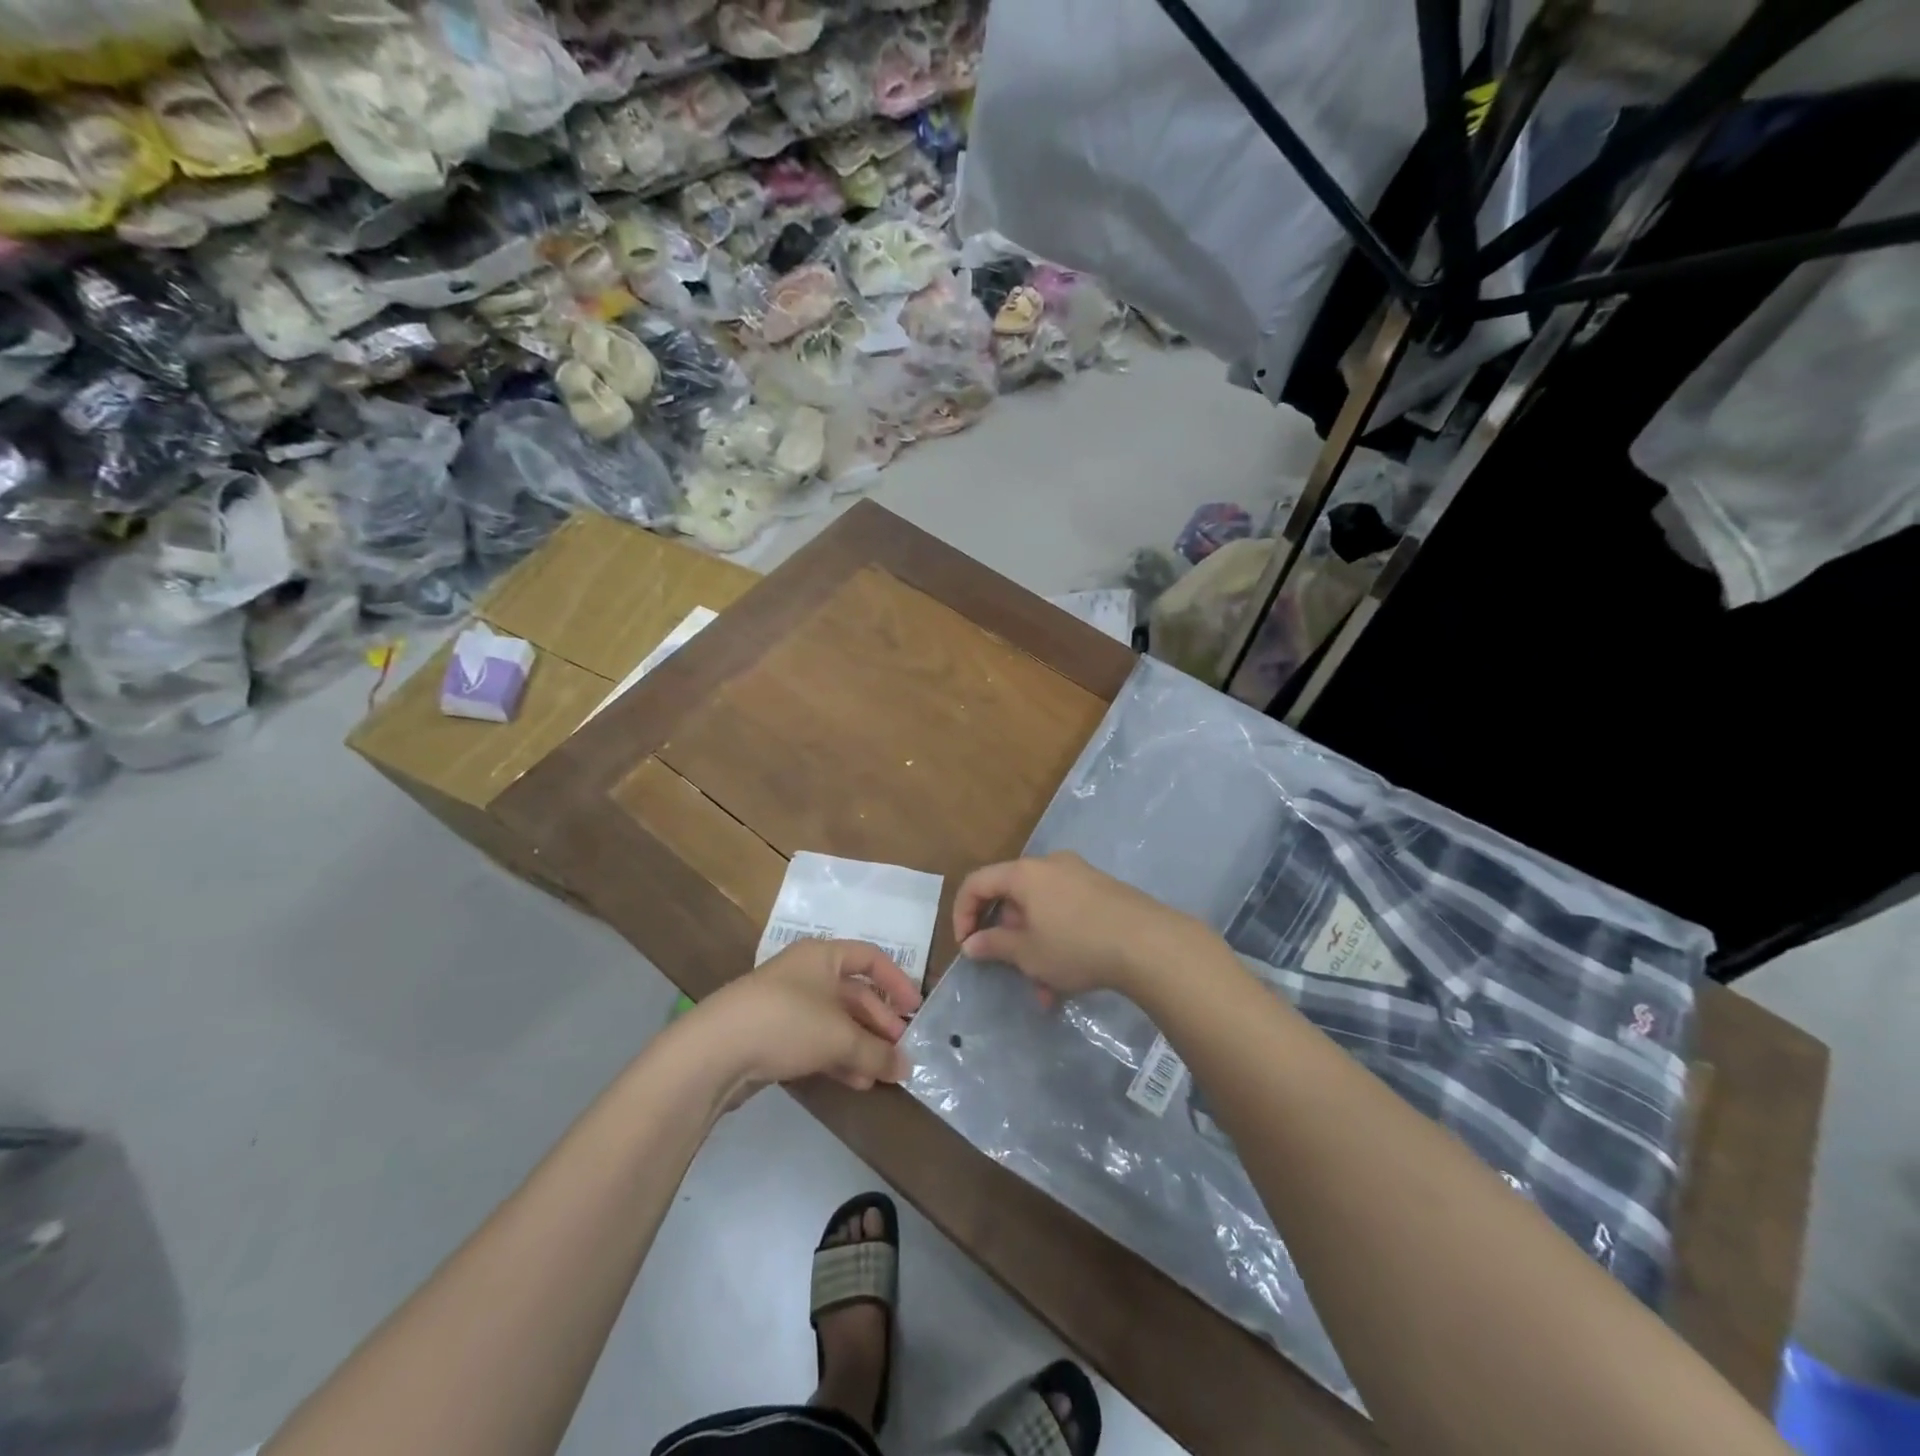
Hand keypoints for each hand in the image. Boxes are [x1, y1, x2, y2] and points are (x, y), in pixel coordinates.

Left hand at [686, 939, 922, 1100]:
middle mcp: (807, 974)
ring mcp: (788, 1005)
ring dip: (861, 1046)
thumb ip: (877, 1051)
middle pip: (854, 993)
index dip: (896, 981)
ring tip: (883, 1073)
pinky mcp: (772, 1036)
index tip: (915, 1009)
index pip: (870, 958)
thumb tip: (907, 1067)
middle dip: (880, 1022)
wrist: (715, 1051)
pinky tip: (856, 1082)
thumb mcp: (839, 1036)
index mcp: (823, 956)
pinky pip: (816, 1041)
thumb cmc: (786, 1022)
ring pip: (836, 1022)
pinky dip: (838, 1058)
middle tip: (901, 1050)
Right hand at [953, 852, 1202, 999]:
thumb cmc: (1076, 945)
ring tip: (1046, 992)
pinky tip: (1069, 980)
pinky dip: (1058, 941)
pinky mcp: (1102, 891)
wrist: (1149, 943)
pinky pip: (1065, 913)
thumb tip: (971, 943)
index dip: (962, 914)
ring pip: (1041, 912)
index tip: (966, 946)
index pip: (977, 882)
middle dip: (1008, 940)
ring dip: (1035, 950)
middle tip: (1009, 971)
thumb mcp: (1028, 952)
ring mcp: (1080, 876)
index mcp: (1024, 872)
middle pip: (1012, 898)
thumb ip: (994, 945)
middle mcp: (1050, 865)